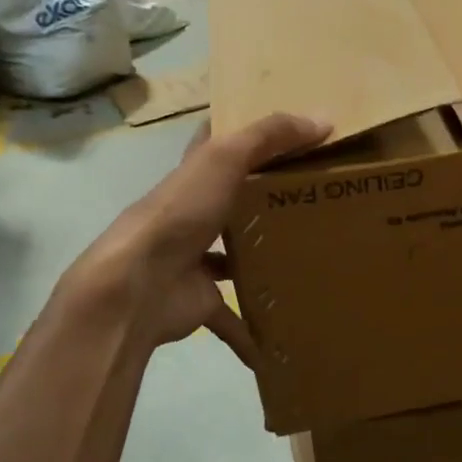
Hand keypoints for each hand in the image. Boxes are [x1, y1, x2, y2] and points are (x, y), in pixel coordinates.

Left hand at [62, 112, 330, 364]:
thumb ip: (270, 136)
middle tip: (315, 202)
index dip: (245, 136)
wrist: (136, 287)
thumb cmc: (179, 214)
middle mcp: (193, 216)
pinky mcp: (200, 302)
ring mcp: (194, 261)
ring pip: (234, 258)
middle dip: (265, 202)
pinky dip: (252, 332)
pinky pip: (232, 319)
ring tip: (309, 260)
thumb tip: (324, 119)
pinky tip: (280, 343)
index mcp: (195, 178)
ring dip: (261, 261)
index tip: (286, 135)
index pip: (217, 146)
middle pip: (232, 203)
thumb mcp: (225, 159)